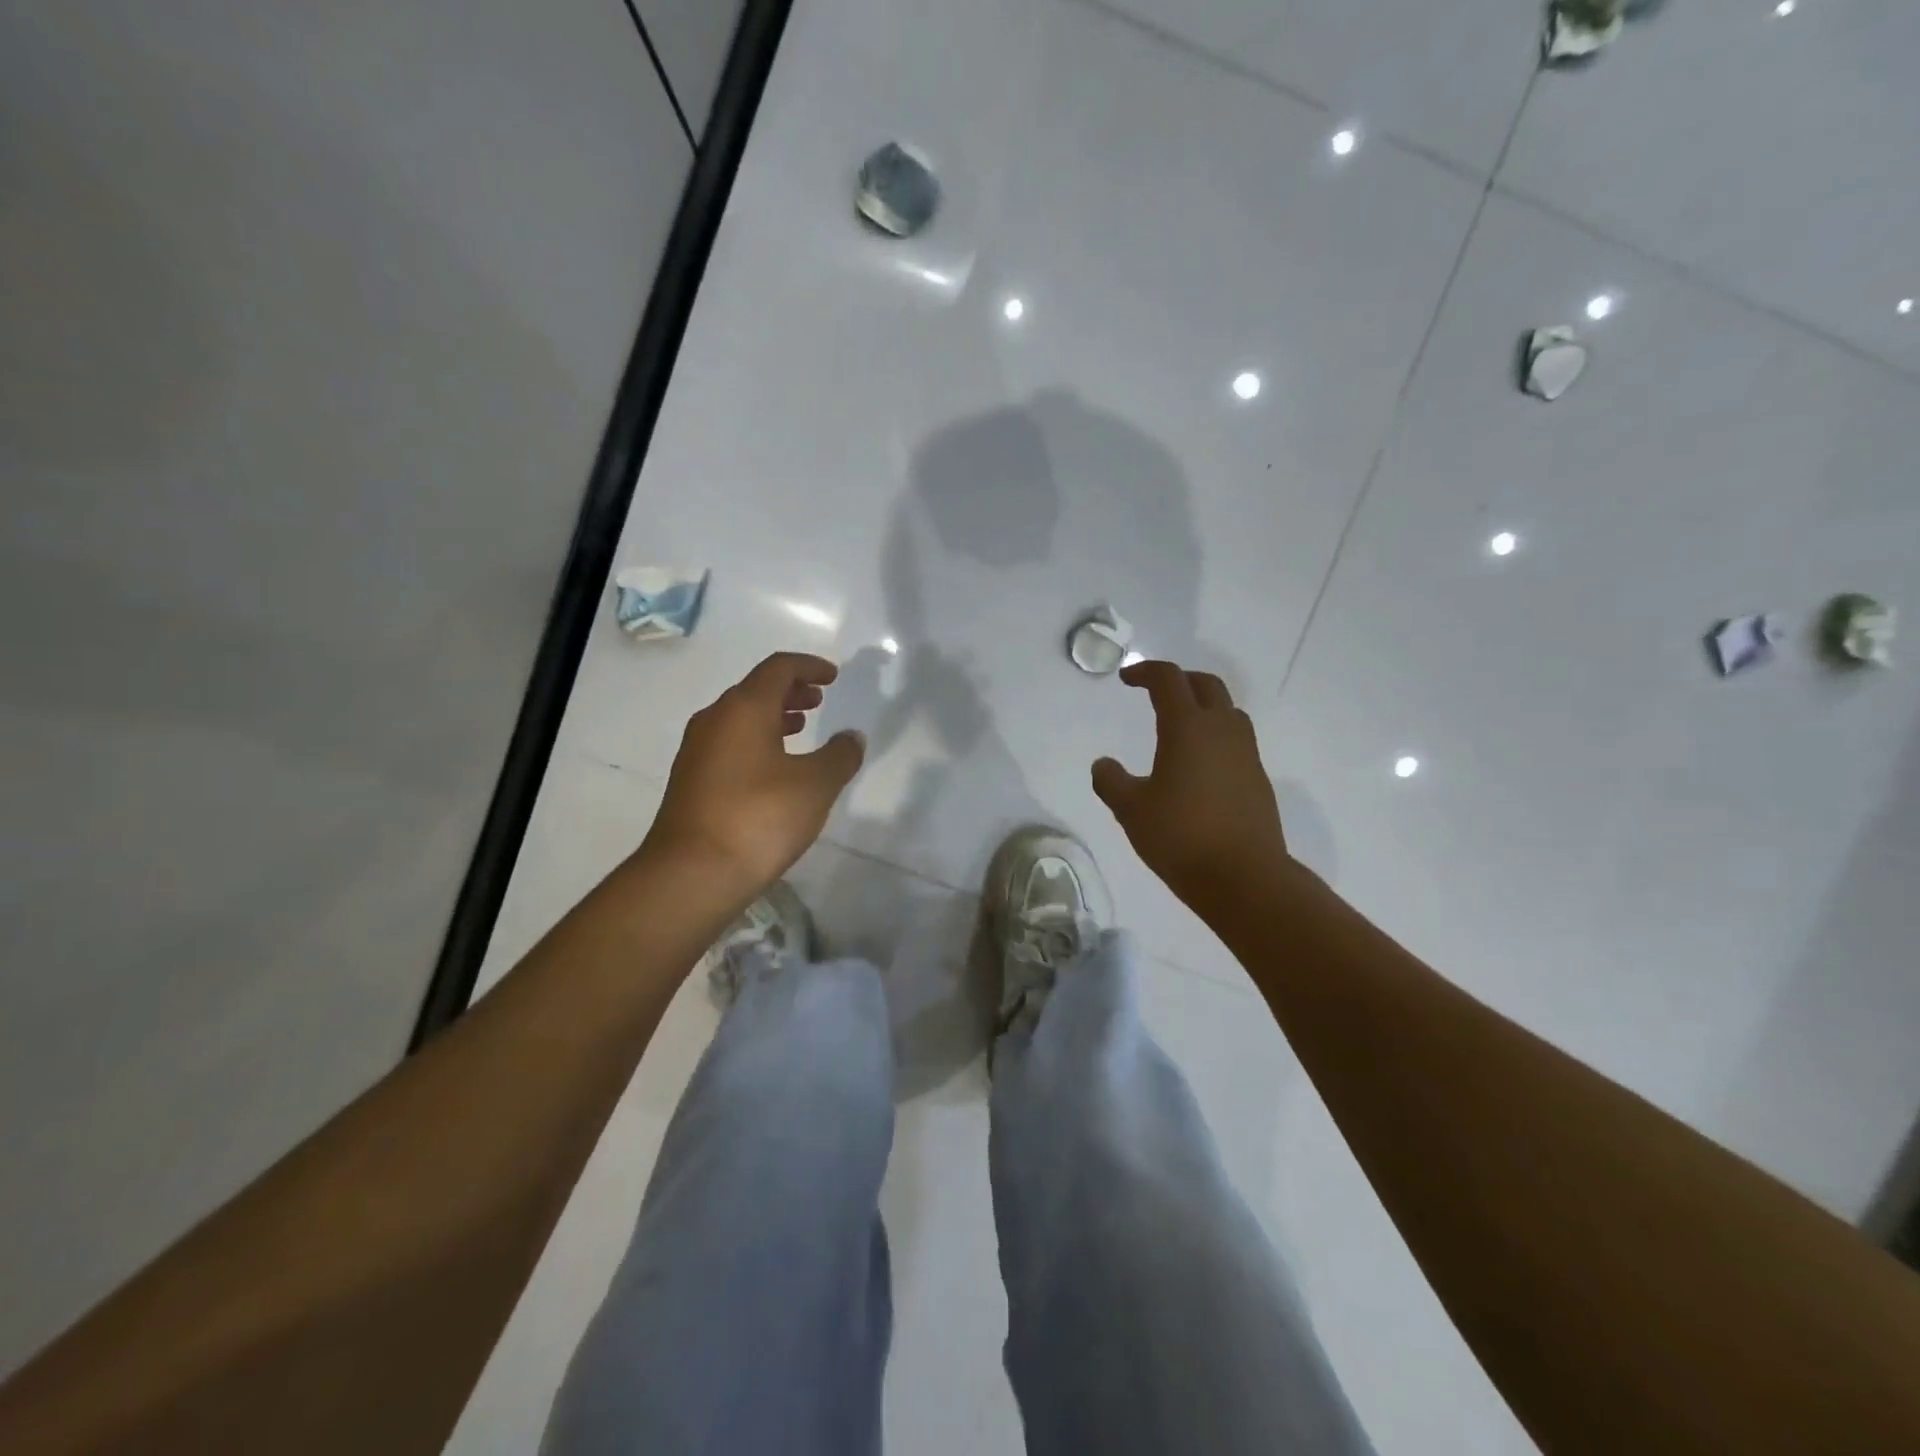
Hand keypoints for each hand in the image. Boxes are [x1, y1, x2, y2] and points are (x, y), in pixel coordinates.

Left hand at [642, 652, 865, 900]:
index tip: (832, 676)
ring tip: (800, 729)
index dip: (809, 666)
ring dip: (772, 716)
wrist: (691, 874)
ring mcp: (697, 751)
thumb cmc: (759, 818)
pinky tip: (774, 768)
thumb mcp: (815, 785)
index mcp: (744, 708)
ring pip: (740, 718)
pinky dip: (756, 740)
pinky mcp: (690, 781)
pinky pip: (729, 743)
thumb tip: (851, 737)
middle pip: (755, 690)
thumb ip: (839, 756)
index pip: (778, 668)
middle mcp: (715, 720)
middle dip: (790, 691)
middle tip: (818, 700)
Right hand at [1091, 660, 1292, 915]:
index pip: (1168, 680)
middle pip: (1206, 685)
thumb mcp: (1131, 811)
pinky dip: (1216, 735)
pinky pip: (1236, 740)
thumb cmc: (1181, 837)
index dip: (1145, 671)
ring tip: (1180, 725)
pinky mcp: (1258, 778)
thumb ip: (1111, 782)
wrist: (1245, 877)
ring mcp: (1246, 753)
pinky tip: (1199, 764)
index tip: (1126, 679)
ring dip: (1203, 706)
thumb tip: (1103, 764)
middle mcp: (1221, 730)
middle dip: (1179, 680)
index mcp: (1187, 728)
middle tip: (1155, 691)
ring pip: (1227, 710)